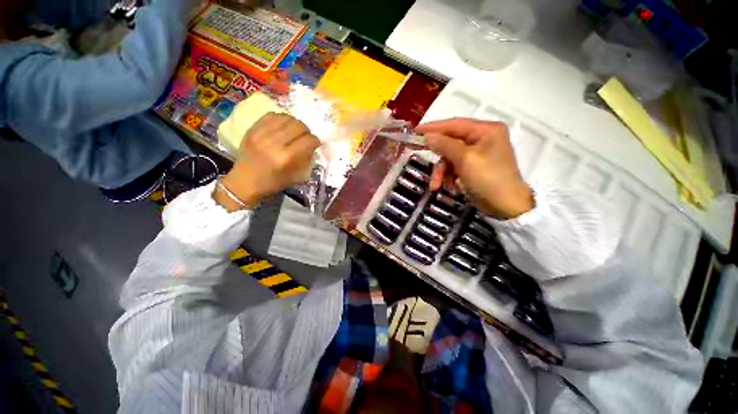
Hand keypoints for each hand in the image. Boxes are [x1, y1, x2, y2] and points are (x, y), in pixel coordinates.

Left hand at [215, 113, 319, 210]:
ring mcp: (261, 134)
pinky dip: (281, 119)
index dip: (315, 141)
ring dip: (294, 123)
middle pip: (298, 126)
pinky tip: (282, 126)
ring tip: (294, 131)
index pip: (307, 140)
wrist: (244, 182)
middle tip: (306, 137)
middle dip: (306, 131)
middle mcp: (274, 143)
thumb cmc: (271, 183)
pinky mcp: (252, 129)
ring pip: (286, 118)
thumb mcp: (294, 177)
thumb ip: (305, 160)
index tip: (316, 144)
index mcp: (285, 157)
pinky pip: (271, 115)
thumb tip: (312, 147)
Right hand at [416, 118, 532, 218]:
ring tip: (437, 186)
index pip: (454, 125)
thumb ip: (445, 145)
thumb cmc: (488, 179)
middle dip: (439, 160)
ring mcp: (479, 153)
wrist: (506, 207)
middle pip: (451, 143)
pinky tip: (450, 187)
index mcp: (486, 130)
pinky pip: (455, 167)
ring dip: (442, 172)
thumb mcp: (465, 160)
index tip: (416, 131)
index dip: (434, 128)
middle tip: (425, 165)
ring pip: (450, 158)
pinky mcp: (475, 166)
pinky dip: (449, 177)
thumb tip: (428, 136)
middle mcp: (483, 138)